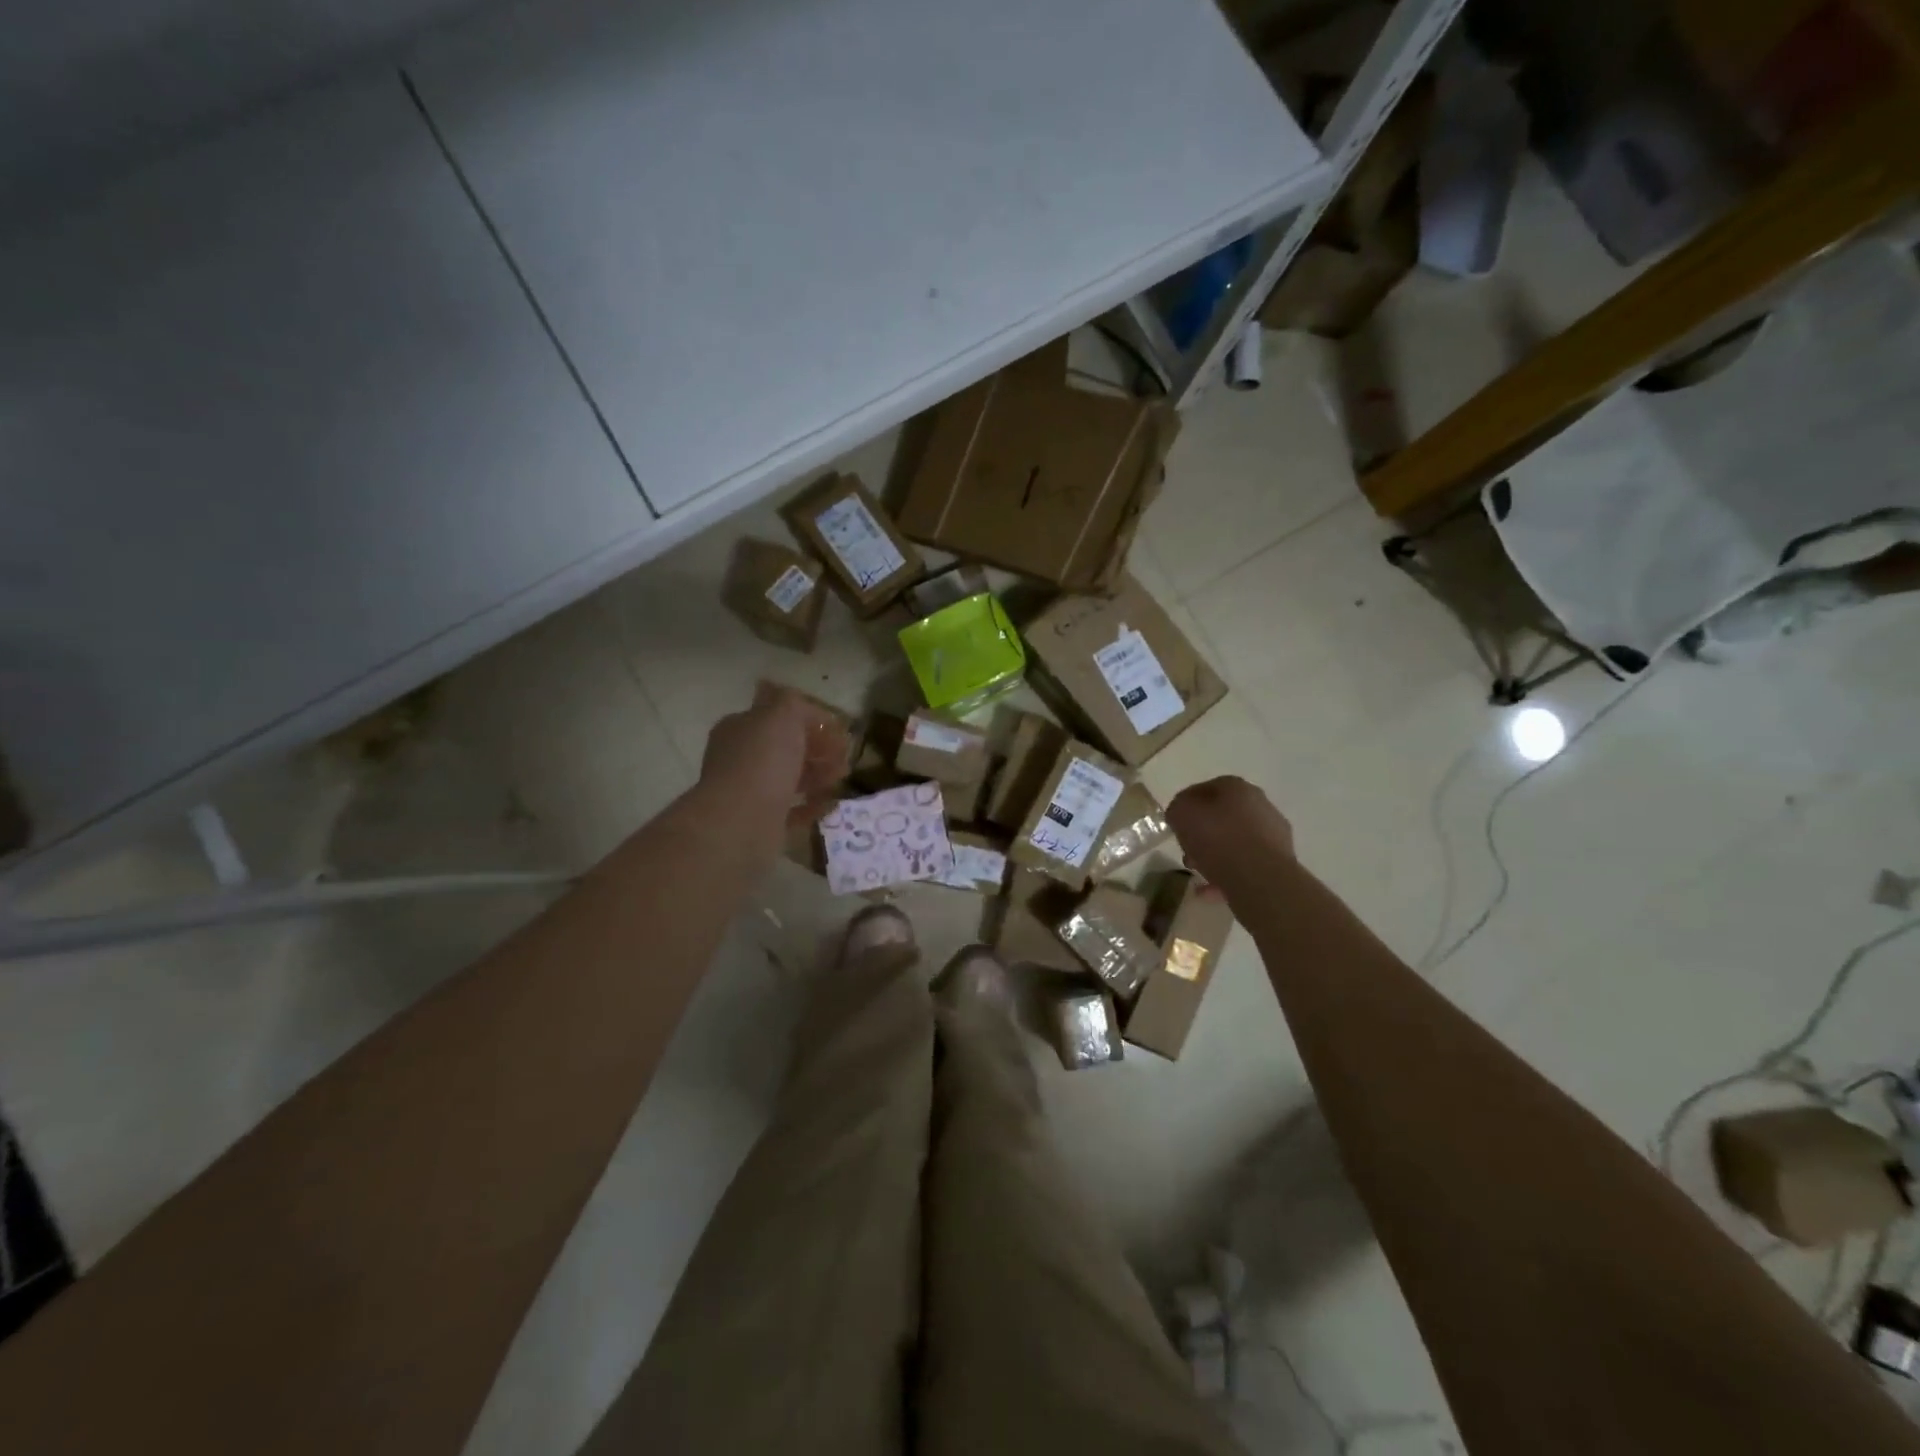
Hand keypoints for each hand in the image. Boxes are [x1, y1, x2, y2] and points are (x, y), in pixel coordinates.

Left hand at [700, 683, 849, 830]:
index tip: (838, 729)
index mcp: (741, 728)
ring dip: (819, 775)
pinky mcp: (761, 821)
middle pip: (786, 748)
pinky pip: (792, 809)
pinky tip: (829, 803)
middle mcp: (741, 757)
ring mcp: (750, 790)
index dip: (810, 720)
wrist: (742, 821)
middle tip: (844, 756)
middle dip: (818, 749)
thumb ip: (793, 703)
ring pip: (790, 777)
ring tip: (840, 779)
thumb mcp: (782, 714)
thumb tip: (800, 704)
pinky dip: (811, 805)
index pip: (778, 716)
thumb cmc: (763, 761)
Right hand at [1166, 777, 1292, 892]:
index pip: (1204, 790)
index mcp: (1237, 787)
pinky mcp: (1280, 861)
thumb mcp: (1181, 813)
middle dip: (1202, 834)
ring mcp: (1274, 833)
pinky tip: (1212, 890)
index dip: (1186, 808)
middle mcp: (1260, 804)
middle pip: (1222, 816)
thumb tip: (1183, 814)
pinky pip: (1246, 864)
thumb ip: (1178, 808)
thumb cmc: (1217, 837)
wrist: (1259, 878)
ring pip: (1236, 841)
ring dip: (1216, 855)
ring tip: (1200, 874)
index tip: (1176, 826)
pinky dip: (1229, 874)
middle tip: (1188, 852)